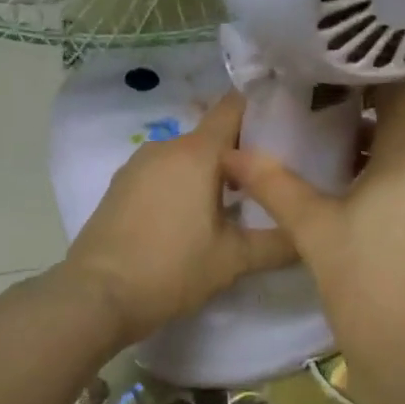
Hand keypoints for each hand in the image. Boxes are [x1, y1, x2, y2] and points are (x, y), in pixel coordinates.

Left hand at [63, 92, 297, 346]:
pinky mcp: (121, 186)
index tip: (289, 123)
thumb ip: (278, 243)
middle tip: (272, 177)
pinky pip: (164, 172)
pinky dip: (184, 183)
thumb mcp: (234, 260)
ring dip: (212, 171)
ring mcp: (138, 165)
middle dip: (242, 151)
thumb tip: (309, 234)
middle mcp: (166, 147)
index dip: (263, 109)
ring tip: (237, 202)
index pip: (234, 107)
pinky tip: (194, 217)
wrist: (95, 297)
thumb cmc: (171, 269)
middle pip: (213, 134)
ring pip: (187, 155)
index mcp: (197, 152)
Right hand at [223, 79, 404, 403]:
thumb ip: (274, 184)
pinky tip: (372, 205)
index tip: (328, 75)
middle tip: (317, 125)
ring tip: (337, 168)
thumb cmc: (368, 288)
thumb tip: (231, 154)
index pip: (399, 84)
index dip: (363, 75)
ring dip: (383, 157)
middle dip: (364, 122)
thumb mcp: (315, 231)